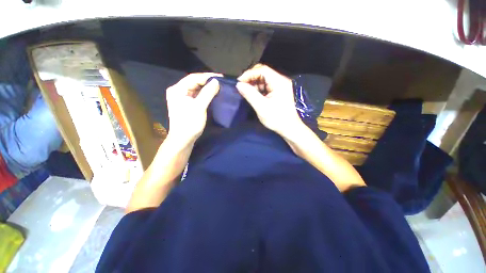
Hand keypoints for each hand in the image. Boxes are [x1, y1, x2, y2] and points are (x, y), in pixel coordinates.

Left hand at [166, 73, 221, 144]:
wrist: (183, 139)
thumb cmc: (190, 123)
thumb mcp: (199, 107)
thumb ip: (208, 93)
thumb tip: (216, 81)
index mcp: (178, 89)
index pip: (193, 77)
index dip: (207, 76)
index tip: (220, 77)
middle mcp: (178, 91)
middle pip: (194, 82)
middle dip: (207, 81)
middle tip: (220, 81)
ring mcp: (182, 98)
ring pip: (196, 88)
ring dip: (206, 87)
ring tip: (218, 86)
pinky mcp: (186, 104)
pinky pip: (196, 95)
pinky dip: (204, 94)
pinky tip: (212, 93)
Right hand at [236, 64, 302, 136]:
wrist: (289, 129)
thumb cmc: (277, 119)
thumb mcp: (261, 107)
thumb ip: (250, 94)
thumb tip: (238, 85)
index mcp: (279, 82)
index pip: (262, 70)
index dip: (249, 74)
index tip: (239, 83)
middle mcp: (280, 81)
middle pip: (263, 73)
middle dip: (251, 79)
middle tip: (242, 88)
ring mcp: (280, 86)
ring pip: (263, 80)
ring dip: (254, 85)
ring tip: (247, 94)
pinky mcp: (278, 92)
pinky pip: (266, 87)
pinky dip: (258, 90)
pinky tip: (254, 96)